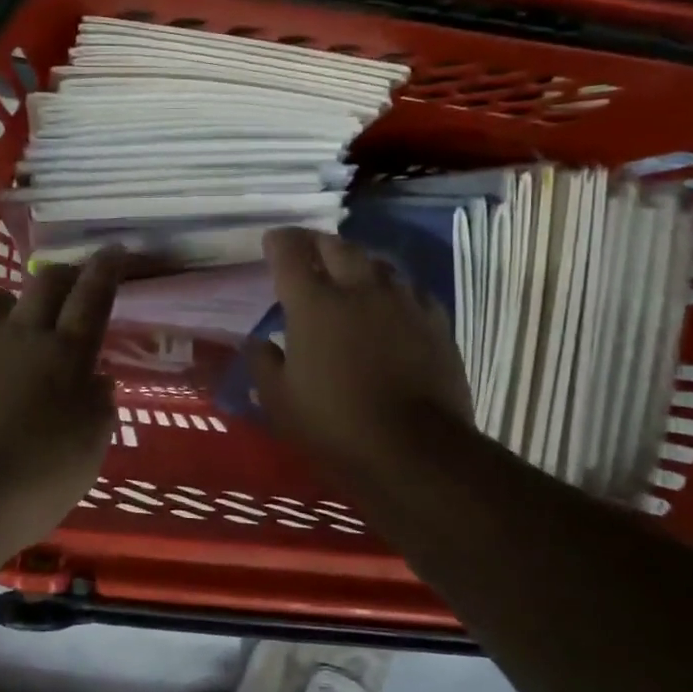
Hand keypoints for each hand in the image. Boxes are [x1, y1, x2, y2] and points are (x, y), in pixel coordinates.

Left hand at [0, 251, 121, 594]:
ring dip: (10, 309)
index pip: (92, 297)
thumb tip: (97, 378)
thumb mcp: (87, 453)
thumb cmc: (30, 484)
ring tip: (9, 334)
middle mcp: (19, 334)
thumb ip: (98, 407)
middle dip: (63, 276)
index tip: (115, 252)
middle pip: (45, 282)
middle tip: (69, 288)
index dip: (107, 270)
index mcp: (64, 356)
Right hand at [249, 227, 471, 485]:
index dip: (279, 242)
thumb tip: (257, 341)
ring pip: (377, 263)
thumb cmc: (334, 425)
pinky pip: (409, 289)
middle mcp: (359, 289)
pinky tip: (389, 302)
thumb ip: (263, 363)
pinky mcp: (434, 321)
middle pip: (336, 247)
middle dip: (317, 243)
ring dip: (356, 261)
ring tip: (348, 272)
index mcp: (314, 304)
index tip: (272, 241)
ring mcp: (402, 302)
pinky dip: (391, 288)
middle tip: (306, 249)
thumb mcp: (279, 401)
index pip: (290, 254)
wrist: (414, 449)